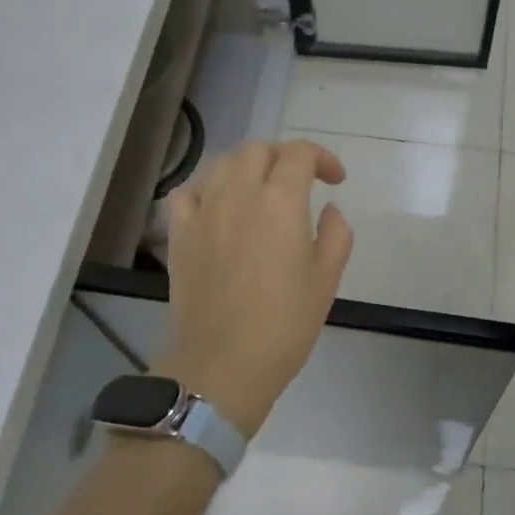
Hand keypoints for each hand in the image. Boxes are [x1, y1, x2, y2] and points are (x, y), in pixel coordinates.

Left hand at [158, 139, 353, 434]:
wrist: (221, 365)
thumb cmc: (284, 325)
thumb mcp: (327, 280)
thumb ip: (336, 235)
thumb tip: (329, 211)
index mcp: (281, 201)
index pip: (300, 154)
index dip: (323, 158)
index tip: (336, 181)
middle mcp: (239, 194)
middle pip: (258, 149)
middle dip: (284, 157)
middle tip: (301, 182)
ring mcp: (203, 211)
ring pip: (222, 163)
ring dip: (248, 166)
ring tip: (261, 189)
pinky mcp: (179, 233)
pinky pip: (187, 192)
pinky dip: (206, 188)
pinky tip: (218, 206)